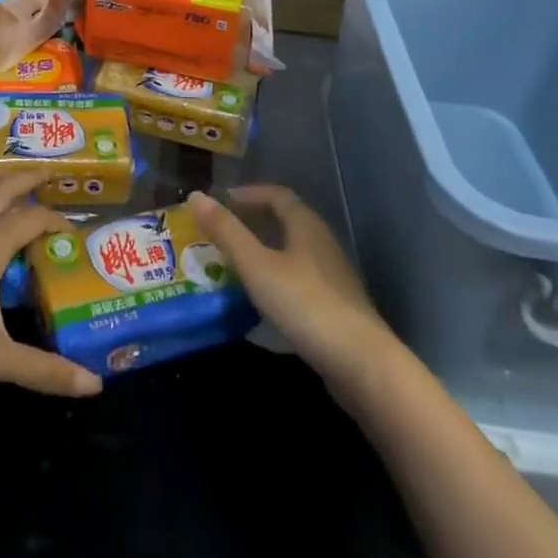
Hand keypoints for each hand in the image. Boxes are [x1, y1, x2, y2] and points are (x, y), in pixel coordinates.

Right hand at [188, 186, 393, 385]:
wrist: (362, 364)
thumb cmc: (306, 305)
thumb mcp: (257, 266)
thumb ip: (227, 232)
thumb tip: (196, 195)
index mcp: (306, 226)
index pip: (277, 195)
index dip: (249, 193)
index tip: (223, 200)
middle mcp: (323, 244)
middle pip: (287, 222)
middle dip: (255, 222)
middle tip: (223, 232)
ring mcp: (333, 277)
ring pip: (293, 253)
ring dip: (265, 252)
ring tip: (235, 266)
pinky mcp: (336, 308)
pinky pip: (300, 280)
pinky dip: (277, 279)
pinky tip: (262, 301)